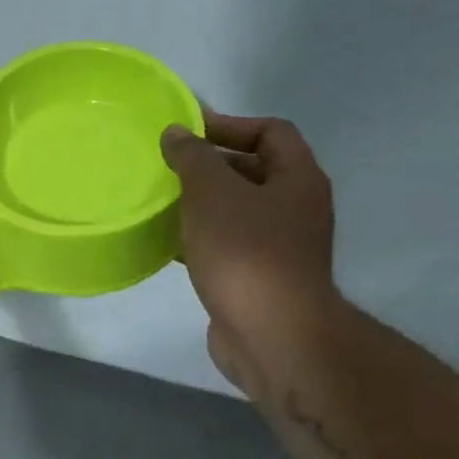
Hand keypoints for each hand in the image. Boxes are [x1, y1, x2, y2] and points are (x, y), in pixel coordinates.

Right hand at [161, 106, 338, 392]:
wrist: (271, 334)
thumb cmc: (245, 252)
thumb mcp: (212, 192)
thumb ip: (192, 157)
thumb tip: (177, 133)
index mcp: (298, 179)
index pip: (271, 131)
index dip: (230, 124)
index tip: (187, 132)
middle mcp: (296, 208)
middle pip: (254, 170)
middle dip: (211, 164)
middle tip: (167, 165)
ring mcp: (280, 246)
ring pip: (236, 210)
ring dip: (201, 202)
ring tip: (160, 200)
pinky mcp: (259, 278)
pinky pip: (226, 244)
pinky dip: (199, 237)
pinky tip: (167, 241)